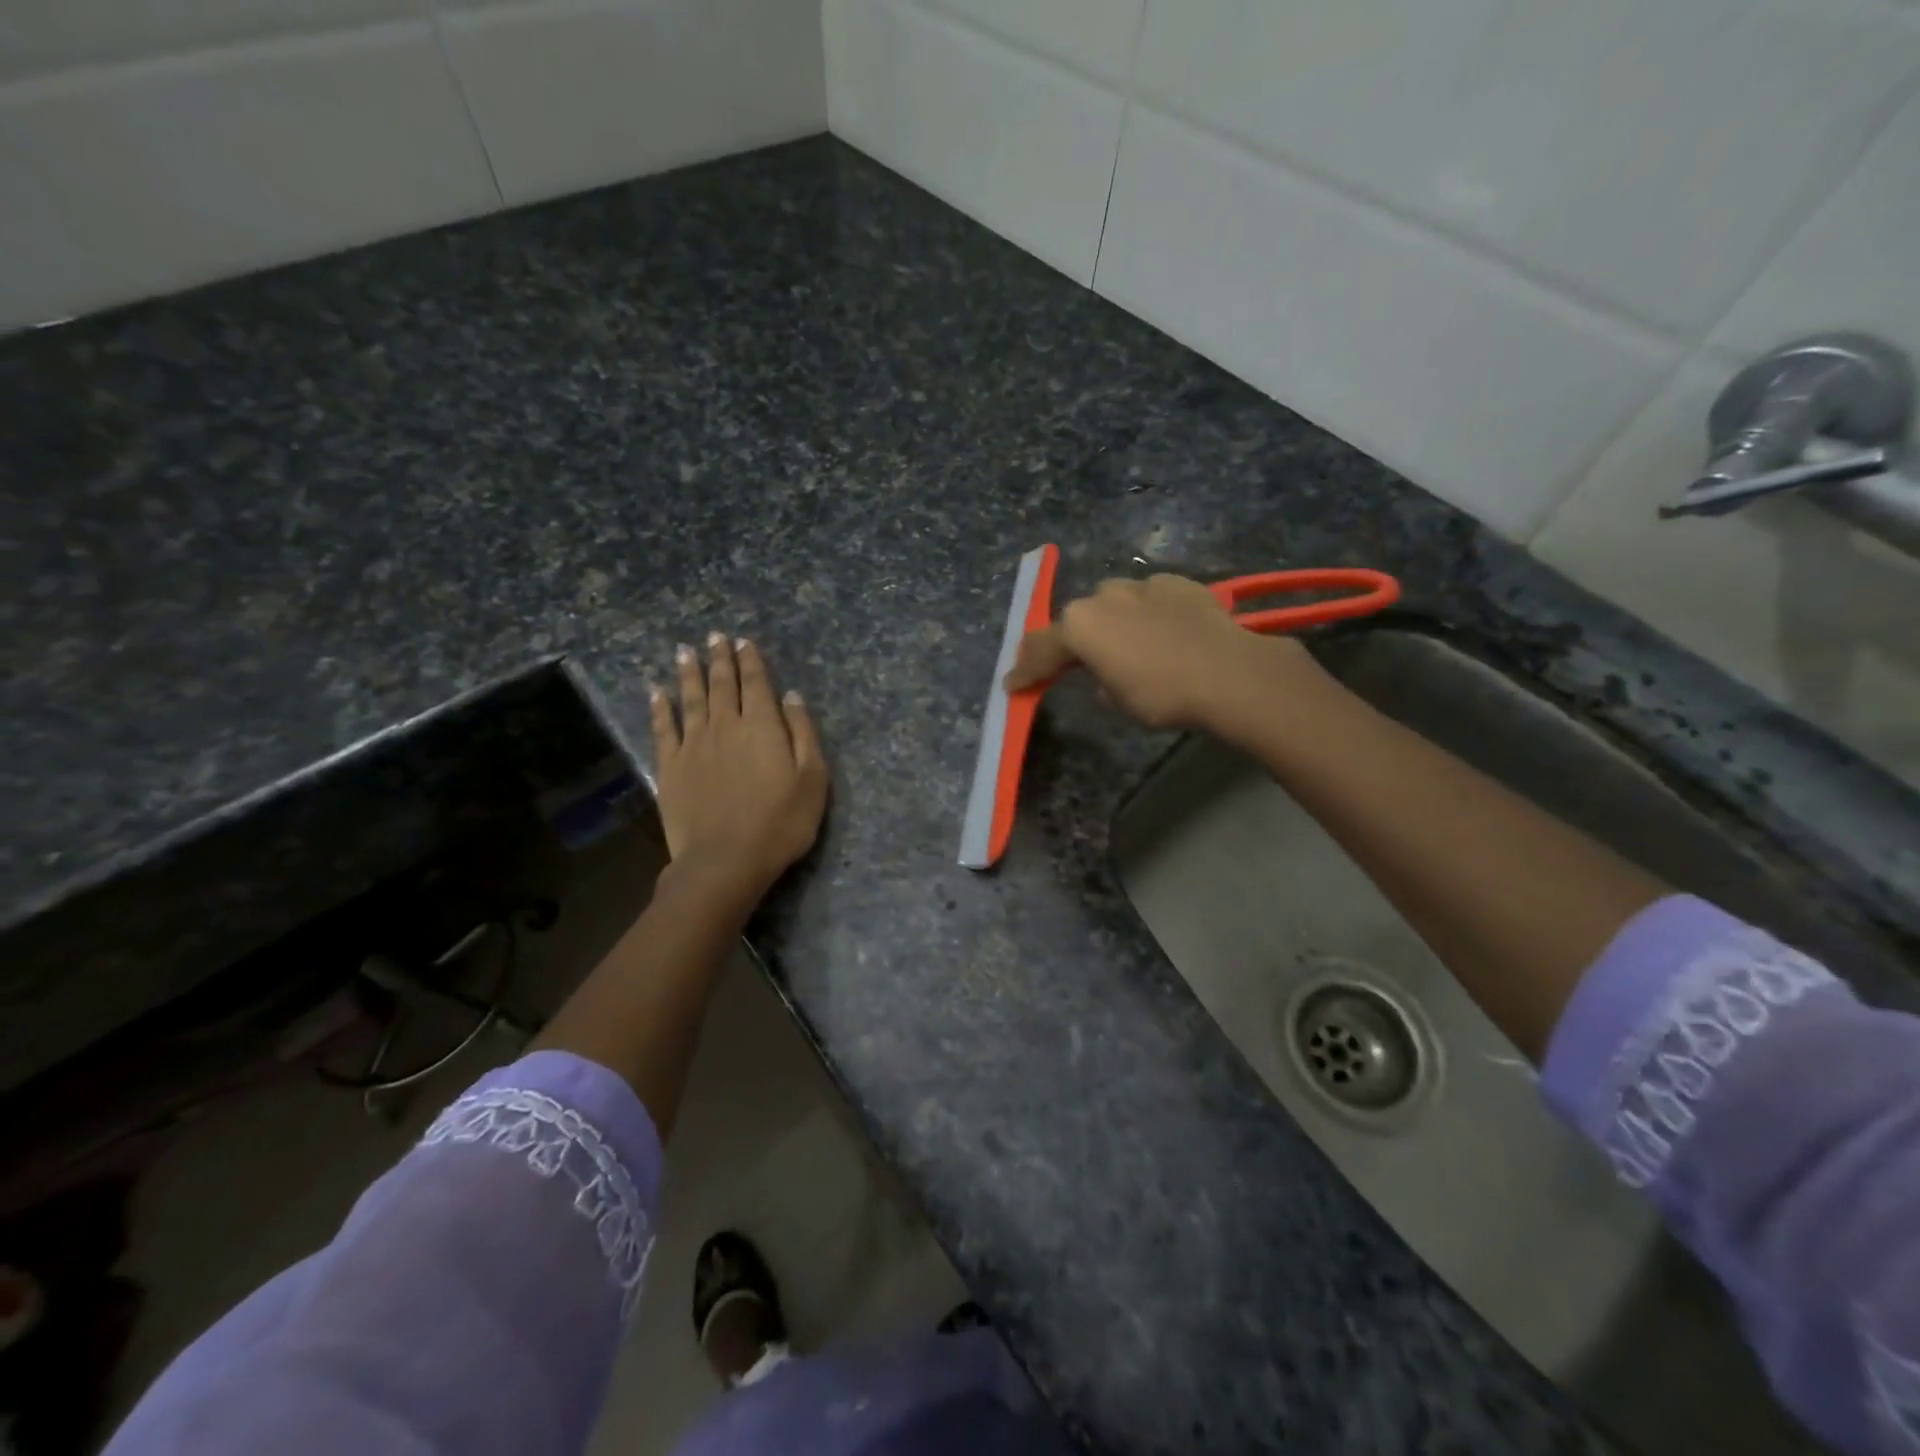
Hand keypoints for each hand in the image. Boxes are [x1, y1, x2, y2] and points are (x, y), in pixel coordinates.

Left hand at [650, 634, 828, 903]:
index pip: (757, 684)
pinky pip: (663, 728)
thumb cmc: (780, 823)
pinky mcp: (670, 766)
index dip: (751, 661)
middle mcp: (726, 725)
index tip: (743, 641)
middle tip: (715, 636)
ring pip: (691, 699)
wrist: (725, 860)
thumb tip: (791, 696)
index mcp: (762, 726)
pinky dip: (660, 707)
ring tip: (685, 652)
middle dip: (720, 658)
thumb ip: (803, 733)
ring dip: (689, 673)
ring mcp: (694, 745)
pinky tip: (656, 692)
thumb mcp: (812, 779)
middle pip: (723, 684)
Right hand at [1005, 573, 1314, 732]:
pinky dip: (1148, 613)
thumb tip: (1104, 678)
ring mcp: (1142, 584)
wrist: (1228, 672)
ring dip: (1112, 621)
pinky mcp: (1177, 583)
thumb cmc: (1162, 695)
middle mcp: (1103, 596)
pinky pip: (1150, 598)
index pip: (1041, 648)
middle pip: (1077, 619)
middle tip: (1076, 663)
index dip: (1026, 670)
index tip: (1013, 684)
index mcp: (1080, 625)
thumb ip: (1099, 683)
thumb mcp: (1118, 701)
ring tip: (1127, 645)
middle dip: (1074, 641)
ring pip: (1114, 602)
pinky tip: (1163, 631)